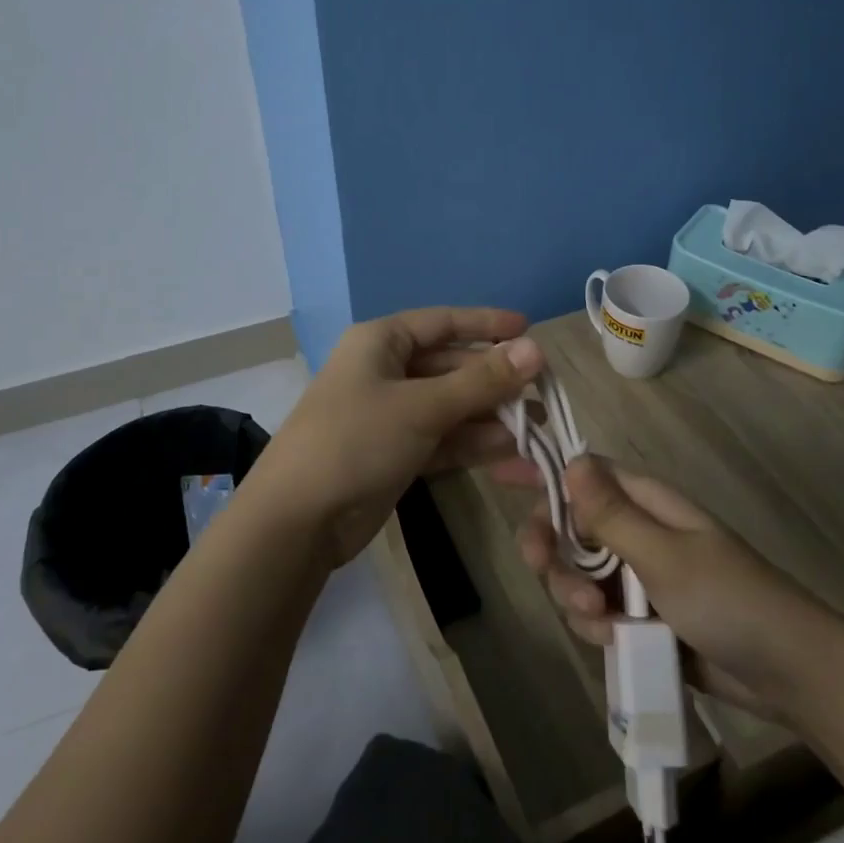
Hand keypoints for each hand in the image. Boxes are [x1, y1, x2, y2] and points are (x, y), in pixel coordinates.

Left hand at [253, 308, 543, 566]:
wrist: (298, 520)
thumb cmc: (356, 440)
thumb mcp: (422, 406)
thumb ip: (481, 381)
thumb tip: (536, 349)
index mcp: (382, 342)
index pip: (443, 322)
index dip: (486, 324)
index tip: (529, 329)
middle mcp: (387, 371)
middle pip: (453, 367)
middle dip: (497, 382)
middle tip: (545, 395)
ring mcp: (392, 415)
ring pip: (453, 407)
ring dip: (493, 419)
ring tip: (540, 432)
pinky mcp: (398, 454)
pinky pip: (445, 441)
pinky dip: (476, 448)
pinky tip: (516, 459)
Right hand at [508, 456, 839, 723]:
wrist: (789, 674)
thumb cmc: (729, 600)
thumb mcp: (664, 556)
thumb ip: (611, 515)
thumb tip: (570, 460)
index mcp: (646, 502)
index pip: (583, 474)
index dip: (544, 473)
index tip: (500, 475)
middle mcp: (637, 532)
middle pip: (570, 528)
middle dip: (554, 552)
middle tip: (547, 571)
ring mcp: (638, 576)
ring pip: (577, 574)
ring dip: (574, 597)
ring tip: (600, 623)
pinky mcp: (641, 616)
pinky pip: (597, 611)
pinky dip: (596, 626)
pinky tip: (614, 641)